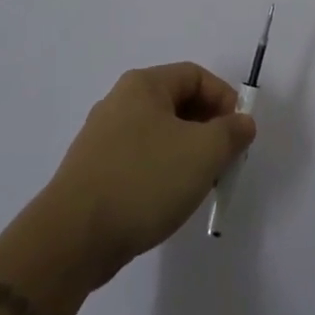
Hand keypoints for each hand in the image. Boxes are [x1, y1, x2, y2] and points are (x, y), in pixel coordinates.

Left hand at [46, 62, 256, 283]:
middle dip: (208, 129)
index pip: (196, 76)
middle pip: (177, 103)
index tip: (239, 134)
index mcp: (143, 85)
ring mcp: (101, 138)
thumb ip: (232, 132)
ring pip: (159, 134)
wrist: (72, 238)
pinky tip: (167, 200)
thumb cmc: (144, 180)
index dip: (225, 99)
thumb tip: (242, 123)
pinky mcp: (92, 171)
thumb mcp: (204, 152)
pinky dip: (161, 171)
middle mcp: (119, 102)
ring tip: (199, 184)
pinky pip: (139, 159)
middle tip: (224, 160)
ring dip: (187, 152)